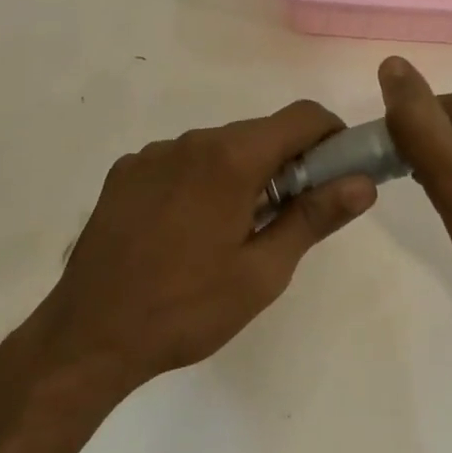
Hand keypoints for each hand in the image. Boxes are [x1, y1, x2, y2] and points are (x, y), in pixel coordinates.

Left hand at [33, 101, 377, 392]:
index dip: (331, 136)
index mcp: (231, 159)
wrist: (88, 335)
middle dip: (286, 163)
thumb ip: (314, 218)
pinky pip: (180, 162)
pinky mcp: (125, 172)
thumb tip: (363, 182)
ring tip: (231, 234)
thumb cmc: (186, 309)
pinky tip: (184, 231)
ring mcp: (152, 154)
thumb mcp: (262, 273)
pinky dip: (199, 182)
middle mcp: (191, 141)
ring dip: (240, 174)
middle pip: (259, 133)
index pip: (302, 117)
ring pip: (218, 148)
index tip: (339, 171)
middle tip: (287, 218)